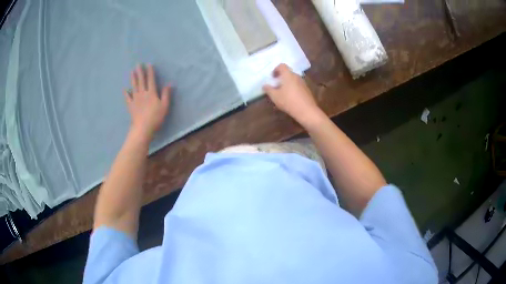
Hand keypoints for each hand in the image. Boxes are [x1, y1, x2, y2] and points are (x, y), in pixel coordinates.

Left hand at [124, 64, 170, 141]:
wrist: (143, 127)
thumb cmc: (155, 117)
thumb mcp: (165, 106)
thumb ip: (166, 94)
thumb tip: (169, 84)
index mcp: (151, 93)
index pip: (151, 79)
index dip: (150, 72)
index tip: (148, 64)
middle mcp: (142, 93)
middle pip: (141, 81)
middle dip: (140, 72)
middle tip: (138, 64)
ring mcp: (135, 99)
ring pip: (134, 86)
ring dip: (133, 78)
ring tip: (132, 72)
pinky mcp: (131, 105)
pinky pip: (128, 98)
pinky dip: (126, 93)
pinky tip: (125, 89)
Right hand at [263, 64, 322, 127]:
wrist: (307, 111)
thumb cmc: (288, 101)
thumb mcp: (275, 96)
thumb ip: (268, 89)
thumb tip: (264, 85)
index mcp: (288, 75)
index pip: (282, 66)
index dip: (276, 69)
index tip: (272, 77)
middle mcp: (296, 76)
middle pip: (287, 73)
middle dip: (281, 78)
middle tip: (275, 86)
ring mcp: (303, 83)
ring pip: (293, 80)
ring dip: (286, 84)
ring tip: (282, 93)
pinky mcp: (306, 90)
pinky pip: (297, 86)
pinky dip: (292, 89)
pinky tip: (290, 99)